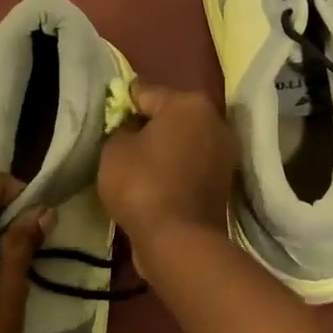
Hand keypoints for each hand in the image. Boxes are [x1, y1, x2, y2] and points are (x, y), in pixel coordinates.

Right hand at [98, 81, 238, 265]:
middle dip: (149, 125)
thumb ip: (122, 129)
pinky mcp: (225, 182)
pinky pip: (191, 165)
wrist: (179, 240)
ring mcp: (225, 153)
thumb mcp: (114, 149)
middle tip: (122, 141)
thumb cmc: (142, 184)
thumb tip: (134, 130)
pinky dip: (176, 170)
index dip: (123, 104)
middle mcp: (215, 121)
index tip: (108, 117)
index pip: (145, 92)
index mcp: (189, 103)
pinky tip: (156, 182)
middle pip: (171, 115)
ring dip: (165, 149)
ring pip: (184, 141)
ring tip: (138, 164)